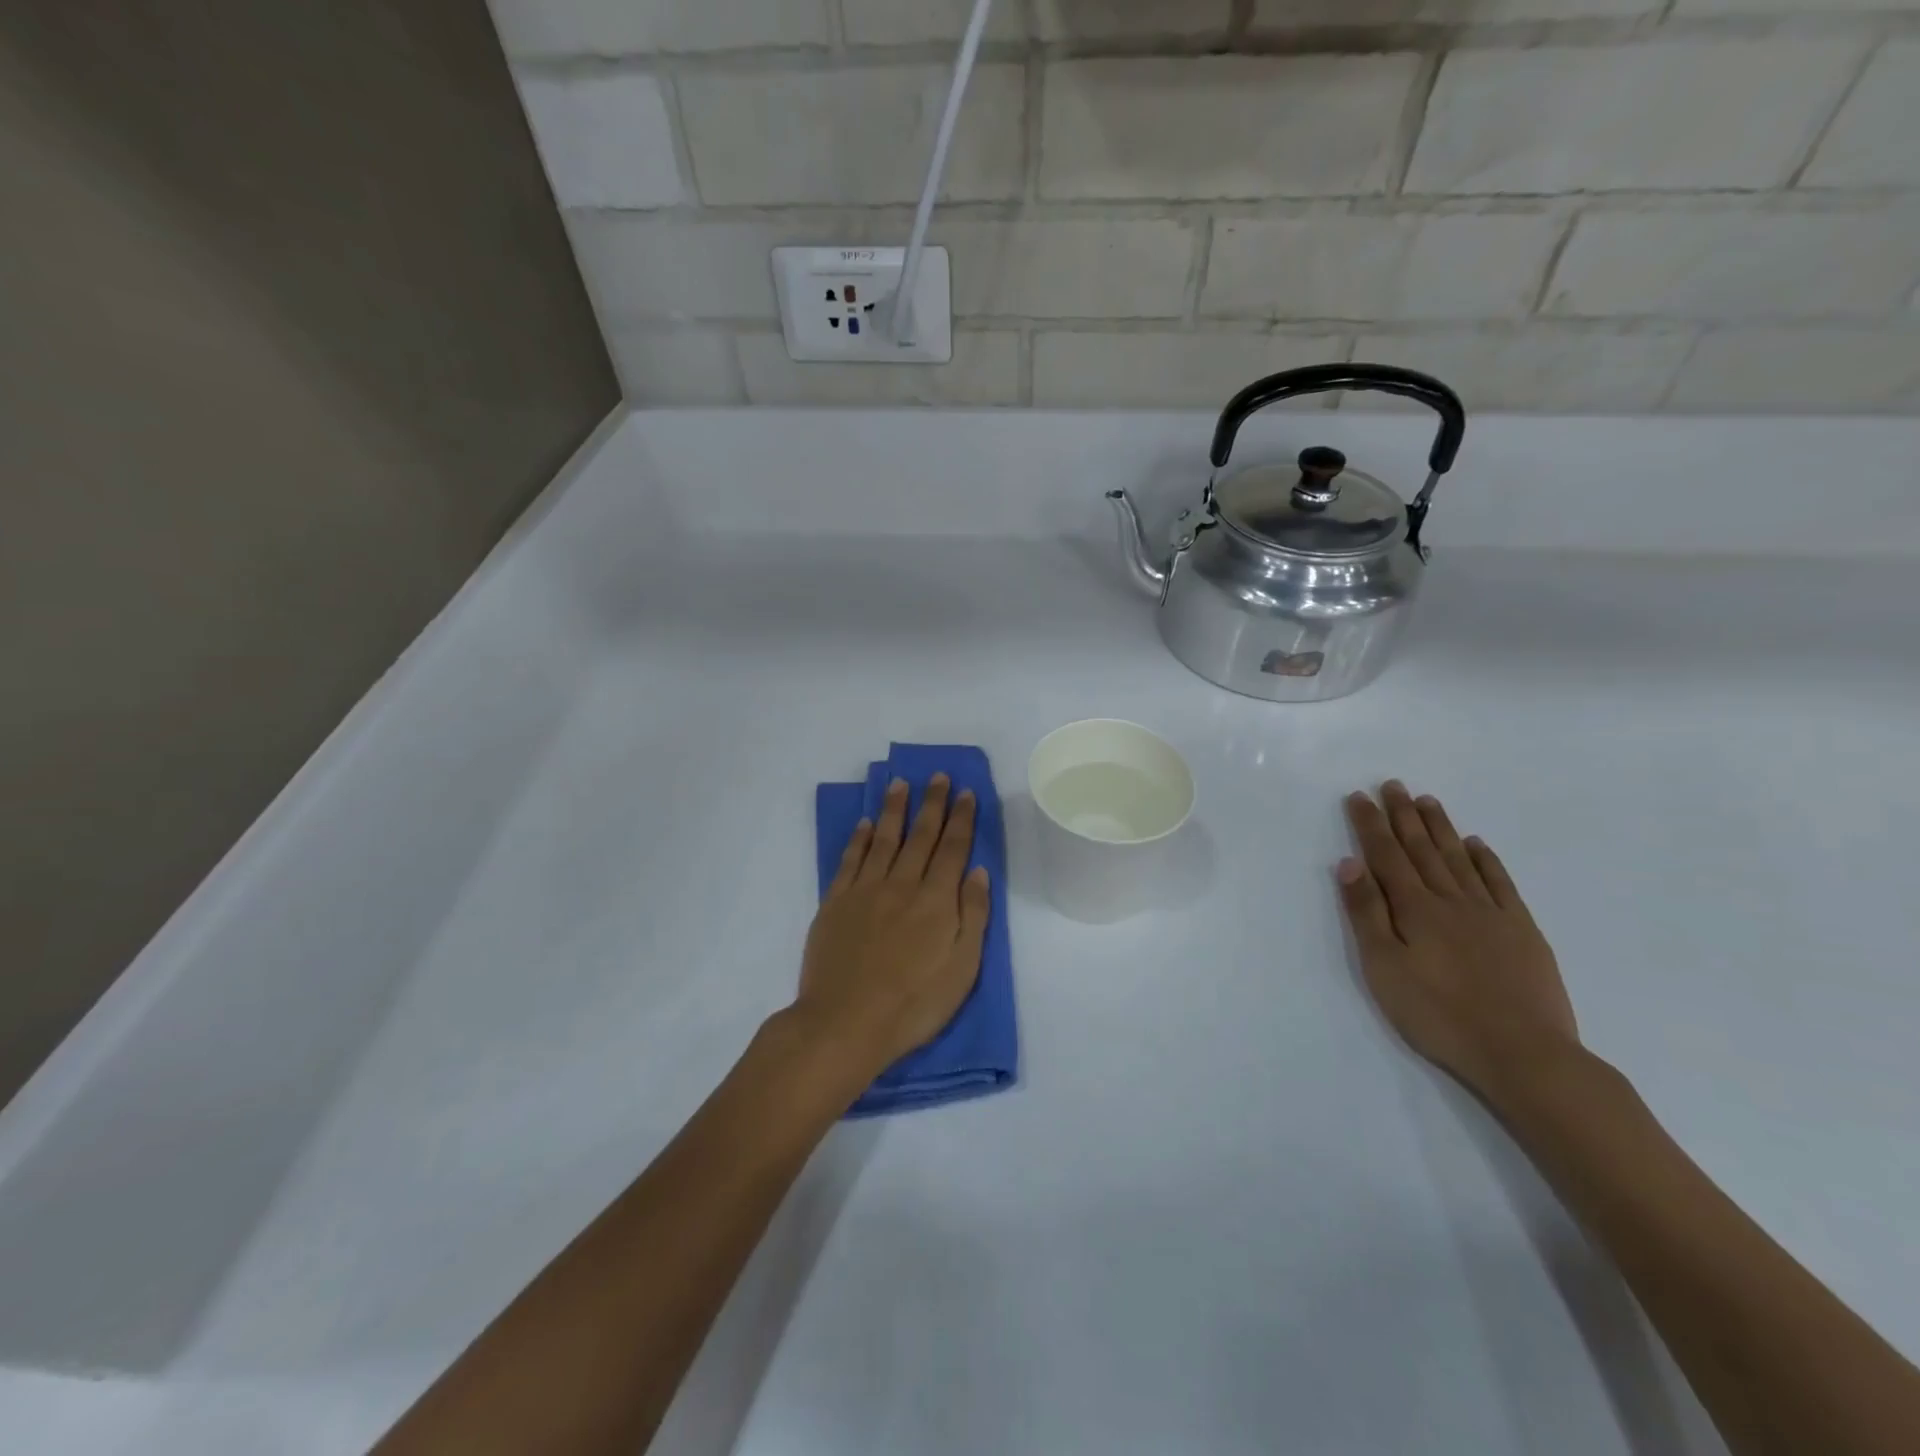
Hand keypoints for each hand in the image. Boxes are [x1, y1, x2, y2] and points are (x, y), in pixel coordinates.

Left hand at [791, 774, 990, 1085]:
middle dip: (932, 803)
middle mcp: (902, 884)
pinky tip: (864, 823)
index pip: (953, 849)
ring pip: (883, 839)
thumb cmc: (913, 1003)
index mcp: (936, 900)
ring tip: (900, 784)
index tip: (966, 793)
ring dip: (894, 809)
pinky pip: (850, 860)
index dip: (961, 819)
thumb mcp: (962, 968)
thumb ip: (973, 916)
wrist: (846, 1023)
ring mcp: (865, 890)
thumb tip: (978, 872)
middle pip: (920, 836)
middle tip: (938, 776)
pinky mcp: (835, 902)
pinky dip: (858, 838)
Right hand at [1335, 782, 1580, 1104]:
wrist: (1524, 1054)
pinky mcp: (1522, 931)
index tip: (1359, 796)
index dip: (1370, 824)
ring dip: (1440, 828)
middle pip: (1422, 849)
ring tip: (1427, 801)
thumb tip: (1350, 863)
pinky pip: (1500, 884)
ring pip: (1459, 859)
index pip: (1386, 855)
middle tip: (1393, 785)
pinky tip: (1476, 845)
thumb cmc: (1438, 1014)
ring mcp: (1491, 913)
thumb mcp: (1384, 968)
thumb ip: (1366, 913)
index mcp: (1414, 908)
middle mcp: (1451, 900)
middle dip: (1404, 815)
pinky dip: (1486, 860)